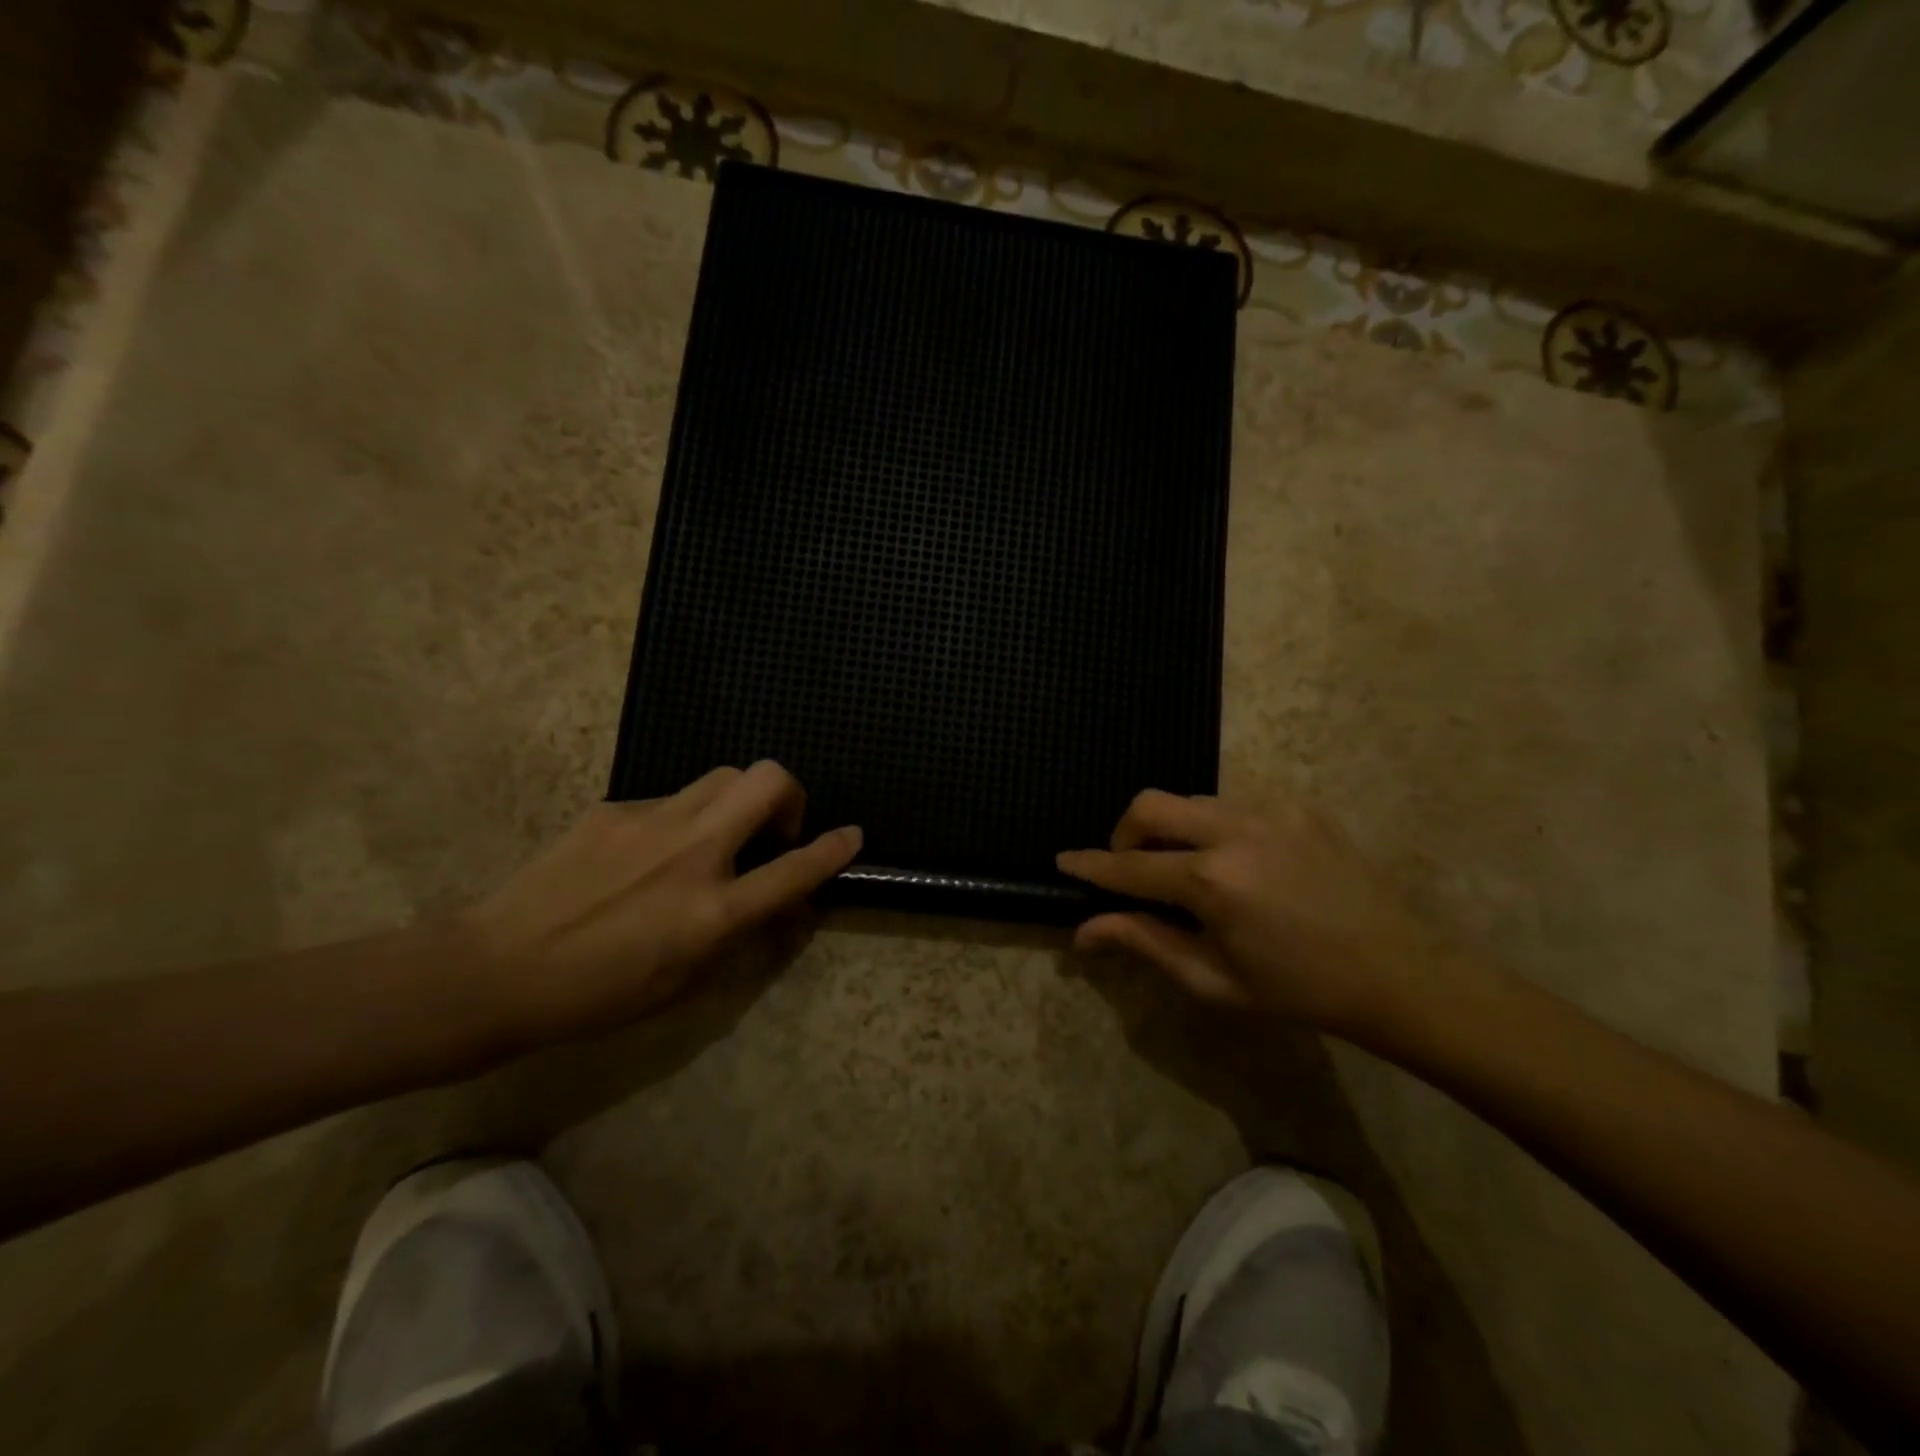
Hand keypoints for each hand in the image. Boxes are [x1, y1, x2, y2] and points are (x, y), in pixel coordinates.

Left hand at [457, 762, 860, 1042]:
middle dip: (790, 794)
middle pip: (766, 780)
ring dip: (739, 800)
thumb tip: (773, 906)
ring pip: (722, 776)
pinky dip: (683, 819)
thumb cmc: (595, 996)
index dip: (833, 850)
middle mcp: (692, 852)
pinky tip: (650, 854)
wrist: (494, 970)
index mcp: (712, 910)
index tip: (852, 835)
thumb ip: (736, 938)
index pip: (794, 870)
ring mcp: (651, 822)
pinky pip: (670, 800)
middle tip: (774, 828)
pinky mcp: (613, 809)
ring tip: (718, 837)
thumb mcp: (682, 984)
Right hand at [1057, 790, 1468, 1039]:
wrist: (1400, 973)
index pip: (1129, 865)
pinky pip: (1233, 804)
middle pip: (1150, 805)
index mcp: (1212, 881)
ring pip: (1191, 800)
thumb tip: (1084, 931)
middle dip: (1125, 832)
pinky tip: (1238, 864)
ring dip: (1172, 829)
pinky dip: (1213, 828)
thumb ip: (1144, 943)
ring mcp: (1271, 810)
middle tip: (1132, 869)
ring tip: (1189, 871)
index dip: (1091, 865)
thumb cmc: (1299, 990)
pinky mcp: (1298, 805)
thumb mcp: (1214, 980)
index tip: (1063, 860)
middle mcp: (1235, 830)